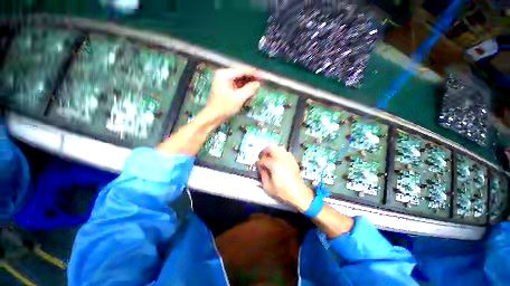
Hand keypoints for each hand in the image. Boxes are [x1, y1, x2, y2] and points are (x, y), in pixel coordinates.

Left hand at [204, 67, 260, 121]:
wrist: (214, 116)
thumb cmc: (224, 107)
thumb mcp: (238, 98)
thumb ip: (249, 89)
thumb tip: (257, 84)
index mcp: (225, 74)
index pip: (243, 70)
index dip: (254, 73)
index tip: (264, 76)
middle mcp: (224, 75)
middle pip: (242, 74)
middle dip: (251, 81)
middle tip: (261, 85)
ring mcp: (225, 81)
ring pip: (241, 80)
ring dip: (248, 87)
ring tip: (254, 94)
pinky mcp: (226, 87)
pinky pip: (238, 86)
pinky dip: (244, 90)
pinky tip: (248, 96)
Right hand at [256, 146, 314, 211]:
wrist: (298, 193)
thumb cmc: (282, 191)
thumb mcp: (268, 187)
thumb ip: (262, 175)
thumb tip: (261, 168)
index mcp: (274, 165)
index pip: (263, 159)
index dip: (259, 162)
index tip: (257, 165)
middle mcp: (281, 159)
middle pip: (271, 148)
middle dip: (265, 151)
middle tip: (262, 156)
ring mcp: (288, 158)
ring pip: (279, 148)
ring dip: (272, 150)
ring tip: (269, 155)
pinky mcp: (293, 160)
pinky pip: (285, 152)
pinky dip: (279, 152)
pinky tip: (277, 158)